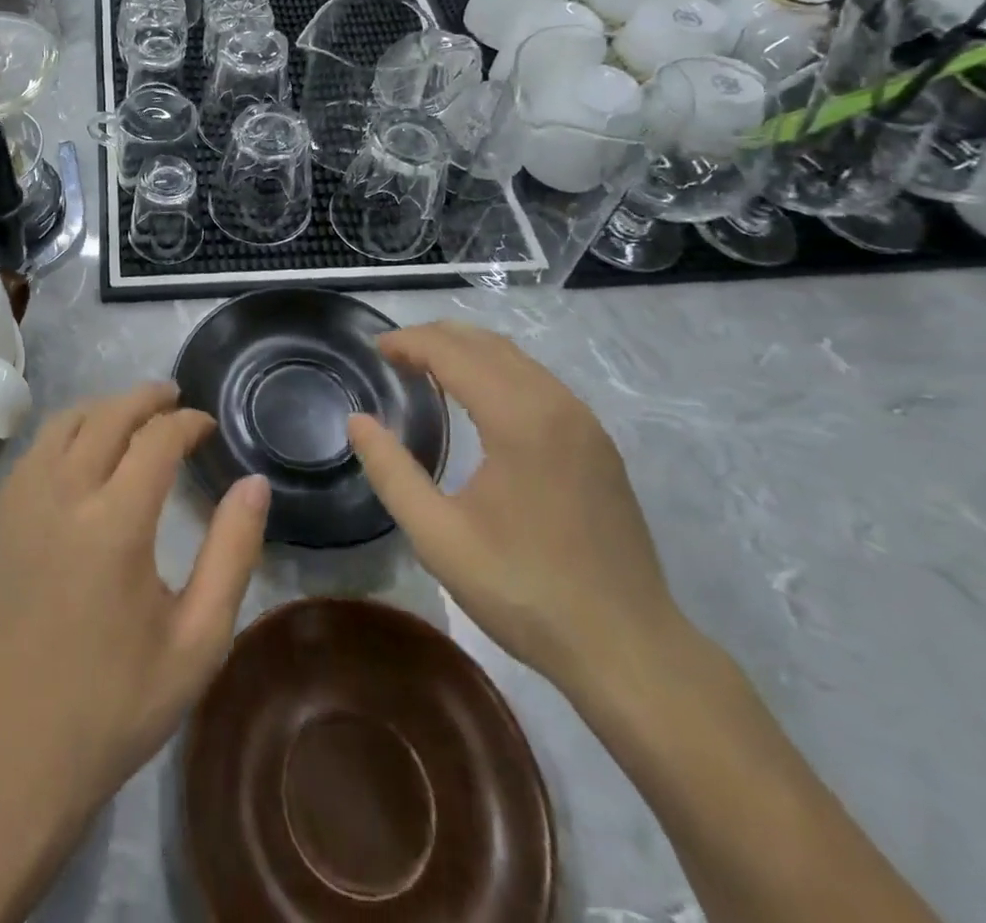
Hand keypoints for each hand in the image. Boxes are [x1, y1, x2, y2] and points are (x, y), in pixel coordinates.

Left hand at [0, 381, 269, 832]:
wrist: (18, 753)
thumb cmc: (118, 703)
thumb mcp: (198, 640)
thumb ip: (232, 552)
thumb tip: (254, 484)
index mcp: (114, 523)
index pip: (156, 438)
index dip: (187, 422)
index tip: (208, 428)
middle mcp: (63, 496)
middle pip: (107, 415)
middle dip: (146, 398)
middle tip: (174, 399)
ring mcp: (22, 504)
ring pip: (64, 423)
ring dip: (103, 408)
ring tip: (133, 416)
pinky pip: (36, 450)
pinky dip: (67, 432)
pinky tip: (84, 451)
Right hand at [346, 322, 681, 695]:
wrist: (628, 648)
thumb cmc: (524, 591)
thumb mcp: (439, 537)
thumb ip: (391, 472)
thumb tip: (357, 422)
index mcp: (520, 419)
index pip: (454, 353)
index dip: (410, 342)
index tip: (375, 348)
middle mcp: (557, 405)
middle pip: (488, 344)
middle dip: (436, 337)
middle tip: (394, 353)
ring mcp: (585, 423)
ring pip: (517, 360)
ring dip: (468, 352)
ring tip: (426, 367)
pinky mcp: (598, 444)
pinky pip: (539, 382)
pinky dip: (498, 372)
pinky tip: (477, 399)